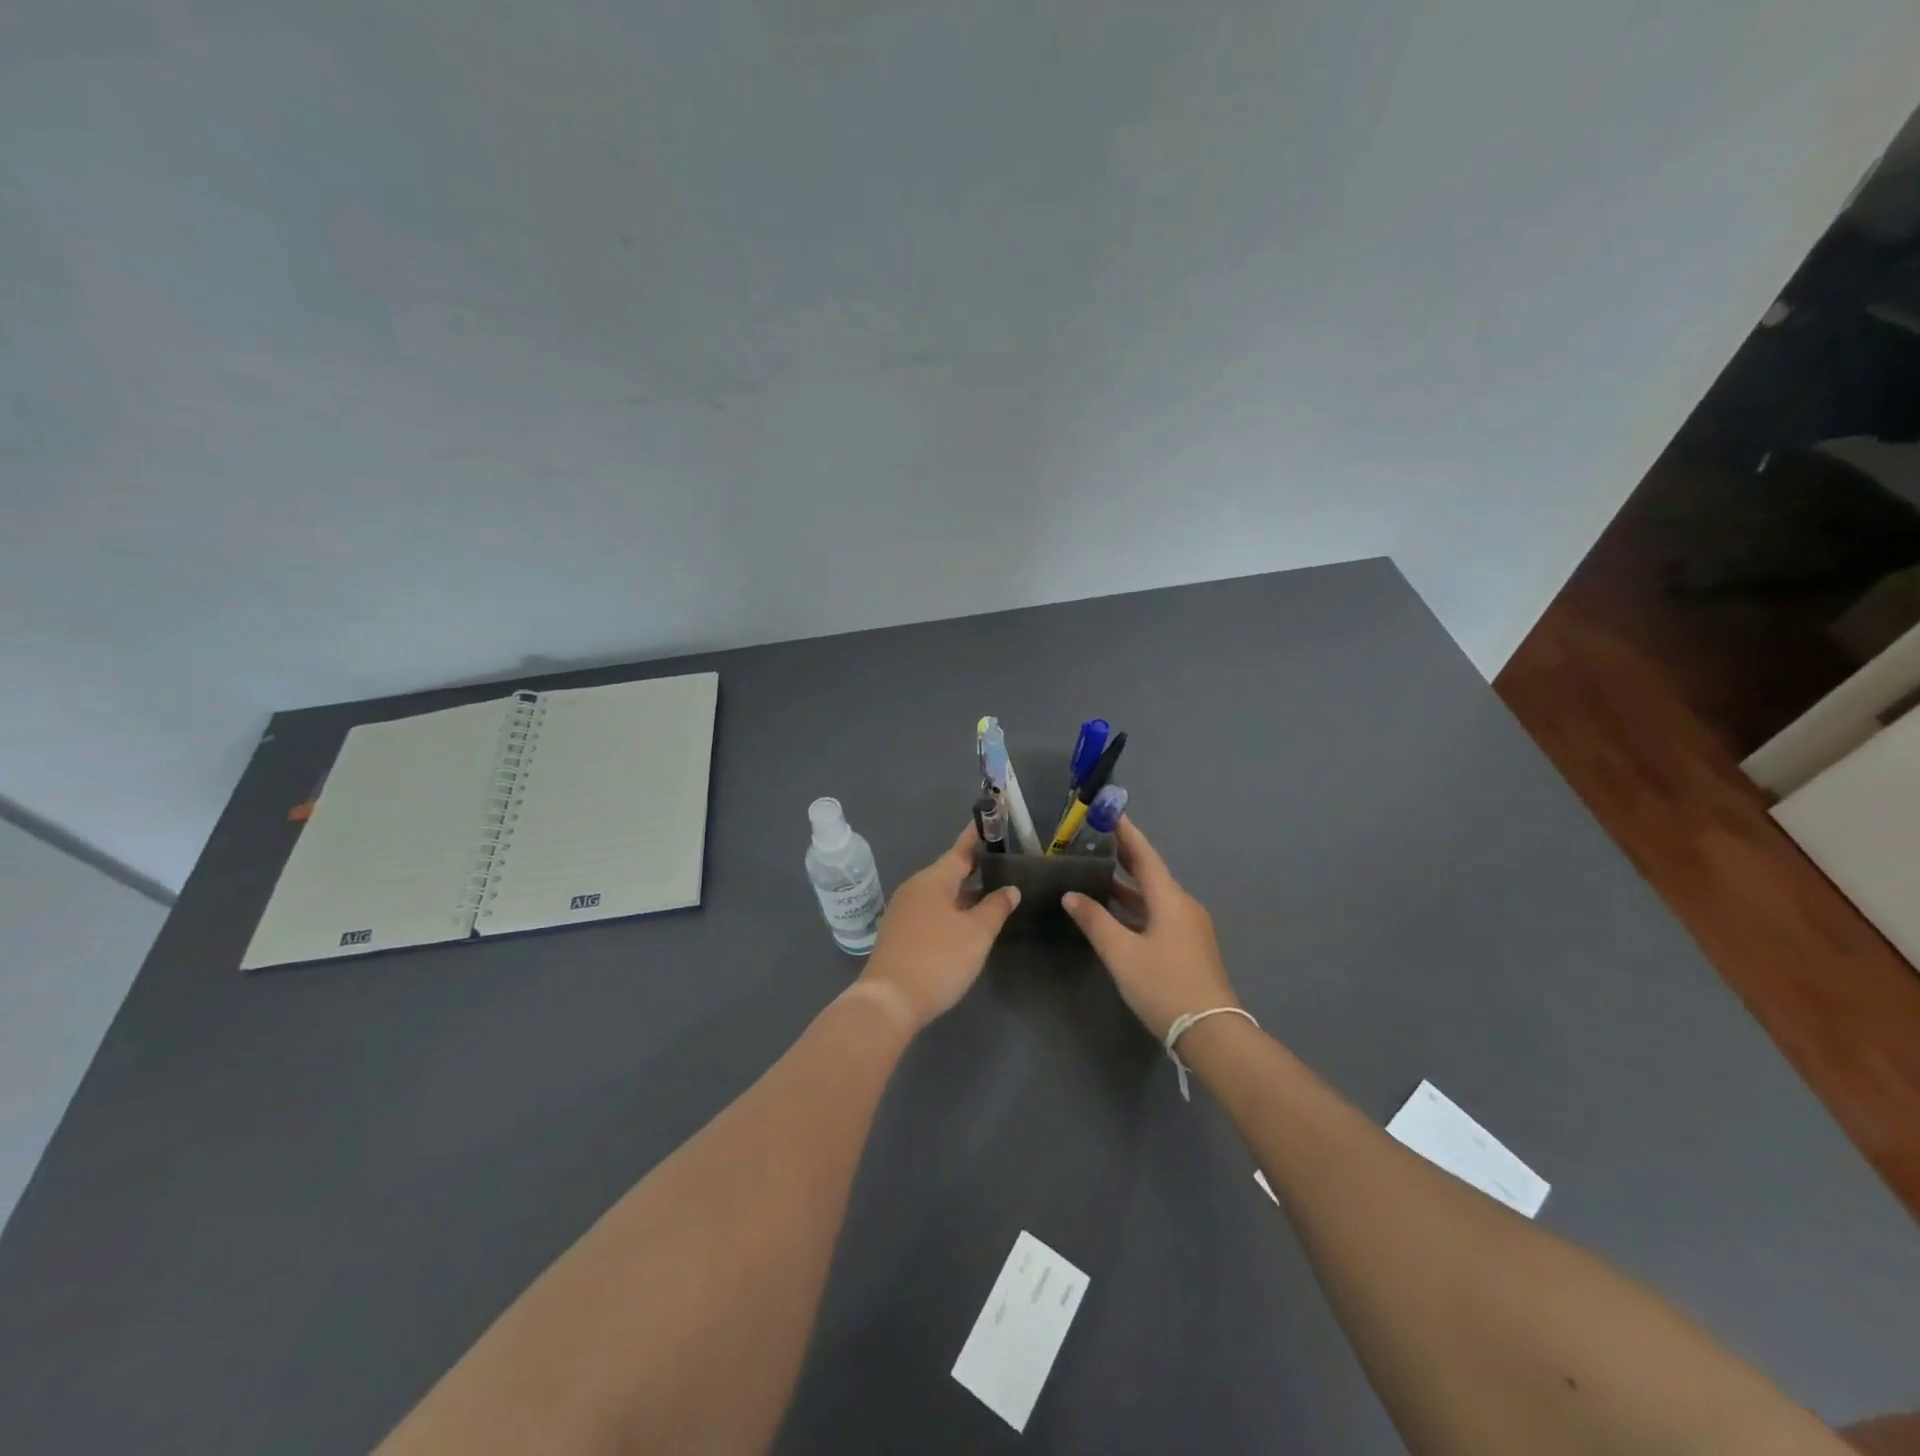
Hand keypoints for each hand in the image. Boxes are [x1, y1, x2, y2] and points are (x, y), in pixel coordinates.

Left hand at [859, 826, 1019, 1031]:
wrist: (889, 1001)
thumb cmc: (938, 959)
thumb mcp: (976, 934)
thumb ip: (996, 907)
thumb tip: (1010, 889)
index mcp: (933, 880)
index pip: (960, 851)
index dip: (977, 838)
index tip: (989, 821)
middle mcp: (915, 889)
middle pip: (949, 872)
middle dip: (975, 868)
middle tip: (1002, 863)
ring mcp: (903, 911)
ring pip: (940, 894)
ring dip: (964, 893)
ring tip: (991, 894)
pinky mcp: (900, 934)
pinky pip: (931, 911)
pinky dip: (951, 910)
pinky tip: (966, 923)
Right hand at [1063, 816, 1237, 1039]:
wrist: (1210, 1031)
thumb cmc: (1164, 985)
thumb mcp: (1121, 953)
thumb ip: (1095, 921)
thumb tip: (1071, 895)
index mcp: (1170, 899)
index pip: (1145, 856)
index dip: (1127, 833)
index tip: (1111, 812)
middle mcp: (1183, 906)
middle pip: (1151, 873)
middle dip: (1125, 856)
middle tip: (1097, 839)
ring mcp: (1189, 928)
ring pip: (1154, 896)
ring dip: (1128, 885)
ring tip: (1098, 874)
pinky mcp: (1188, 947)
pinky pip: (1158, 914)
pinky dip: (1136, 907)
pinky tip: (1116, 914)